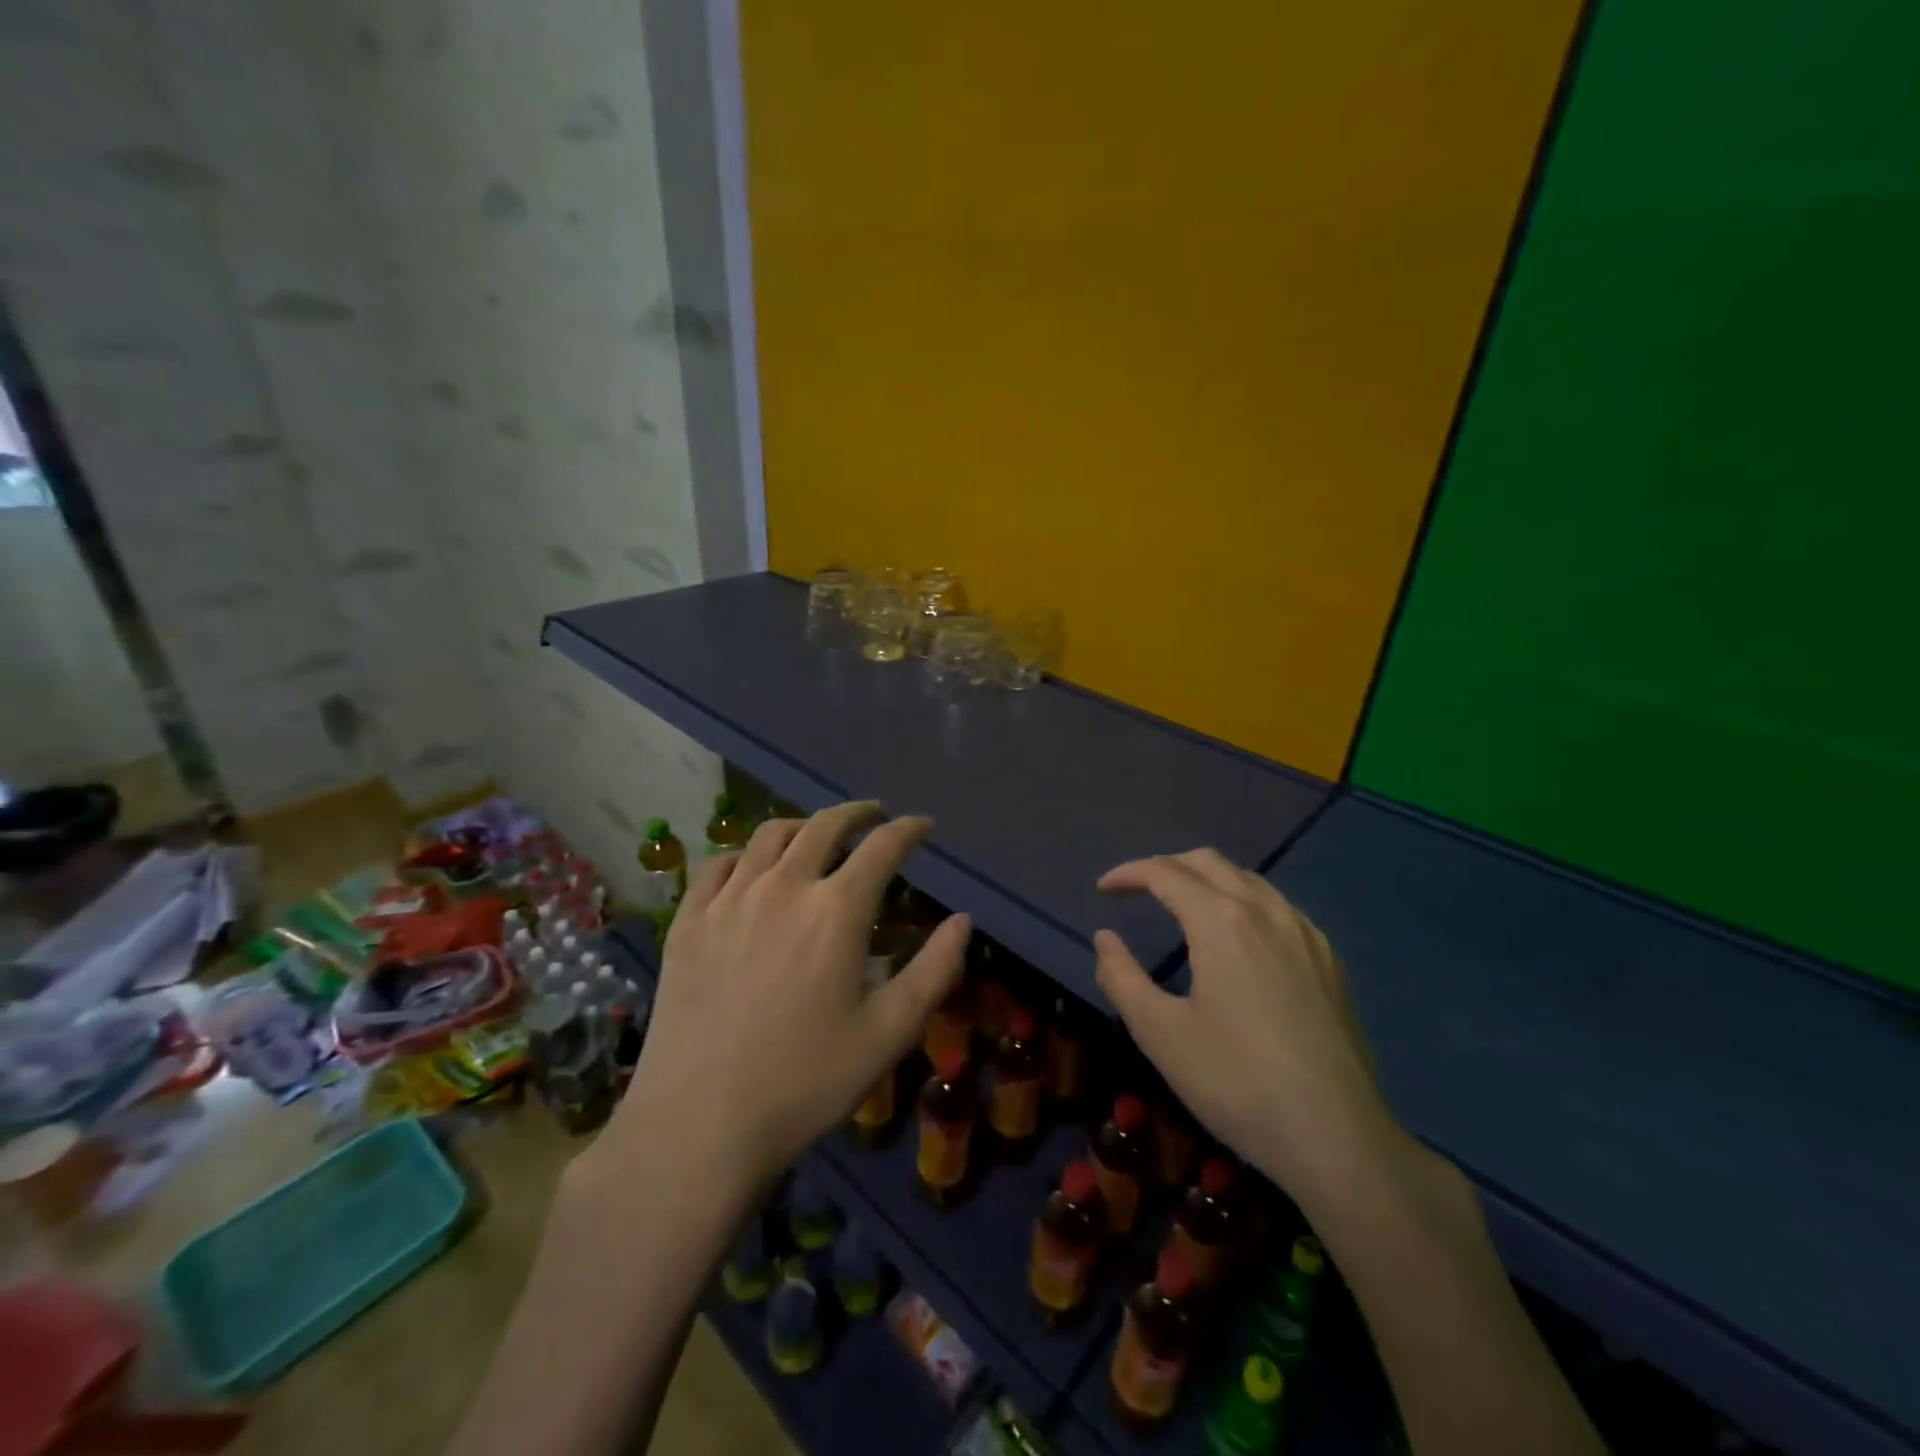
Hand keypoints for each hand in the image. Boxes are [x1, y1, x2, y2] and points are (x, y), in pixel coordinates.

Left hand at [608, 802, 969, 1188]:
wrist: (699, 1125)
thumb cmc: (806, 1082)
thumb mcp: (889, 1033)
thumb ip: (934, 970)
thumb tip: (963, 920)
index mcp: (836, 910)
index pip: (882, 847)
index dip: (908, 830)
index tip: (923, 826)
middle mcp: (783, 887)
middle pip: (824, 826)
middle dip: (857, 813)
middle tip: (874, 815)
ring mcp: (729, 900)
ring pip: (770, 834)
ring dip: (804, 825)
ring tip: (817, 834)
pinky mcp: (688, 920)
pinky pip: (720, 864)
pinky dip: (747, 854)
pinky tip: (754, 868)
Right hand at [1094, 849, 1392, 1196]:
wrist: (1338, 1138)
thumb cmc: (1236, 1083)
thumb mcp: (1159, 1033)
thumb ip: (1121, 977)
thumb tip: (1105, 938)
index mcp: (1221, 921)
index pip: (1165, 873)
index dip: (1128, 874)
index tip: (1103, 890)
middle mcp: (1265, 911)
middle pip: (1208, 862)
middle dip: (1166, 866)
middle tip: (1137, 890)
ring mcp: (1305, 934)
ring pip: (1248, 879)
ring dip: (1206, 879)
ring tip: (1182, 907)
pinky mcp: (1329, 961)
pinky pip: (1278, 907)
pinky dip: (1244, 901)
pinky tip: (1239, 938)